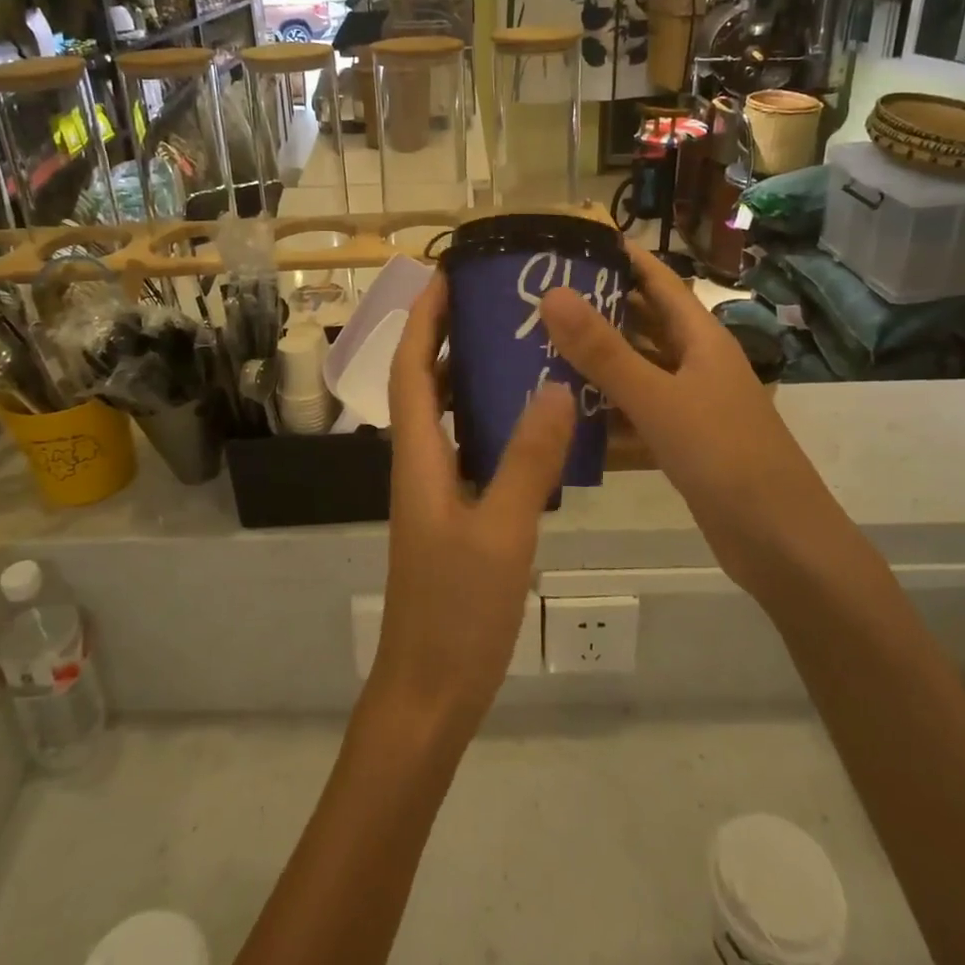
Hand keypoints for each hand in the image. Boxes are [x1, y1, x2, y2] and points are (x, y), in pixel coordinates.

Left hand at [371, 276, 575, 742]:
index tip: (446, 274)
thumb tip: (554, 385)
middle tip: (494, 300)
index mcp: (418, 456)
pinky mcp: (454, 514)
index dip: (423, 318)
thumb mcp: (501, 531)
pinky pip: (469, 447)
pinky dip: (491, 421)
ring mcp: (435, 490)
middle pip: (425, 382)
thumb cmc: (457, 611)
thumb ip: (527, 460)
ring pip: (448, 415)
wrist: (430, 690)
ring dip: (470, 375)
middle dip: (447, 334)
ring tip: (518, 344)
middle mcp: (419, 463)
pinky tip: (533, 421)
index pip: (410, 367)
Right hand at [540, 244, 806, 593]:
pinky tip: (565, 411)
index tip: (572, 241)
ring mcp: (690, 404)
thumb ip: (604, 351)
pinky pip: (635, 412)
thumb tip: (552, 293)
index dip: (622, 256)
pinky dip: (605, 409)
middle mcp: (696, 363)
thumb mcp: (659, 399)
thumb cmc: (725, 457)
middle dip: (596, 308)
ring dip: (595, 361)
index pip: (658, 280)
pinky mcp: (682, 442)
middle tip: (536, 297)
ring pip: (635, 370)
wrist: (781, 543)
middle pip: (642, 322)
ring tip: (537, 348)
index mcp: (701, 338)